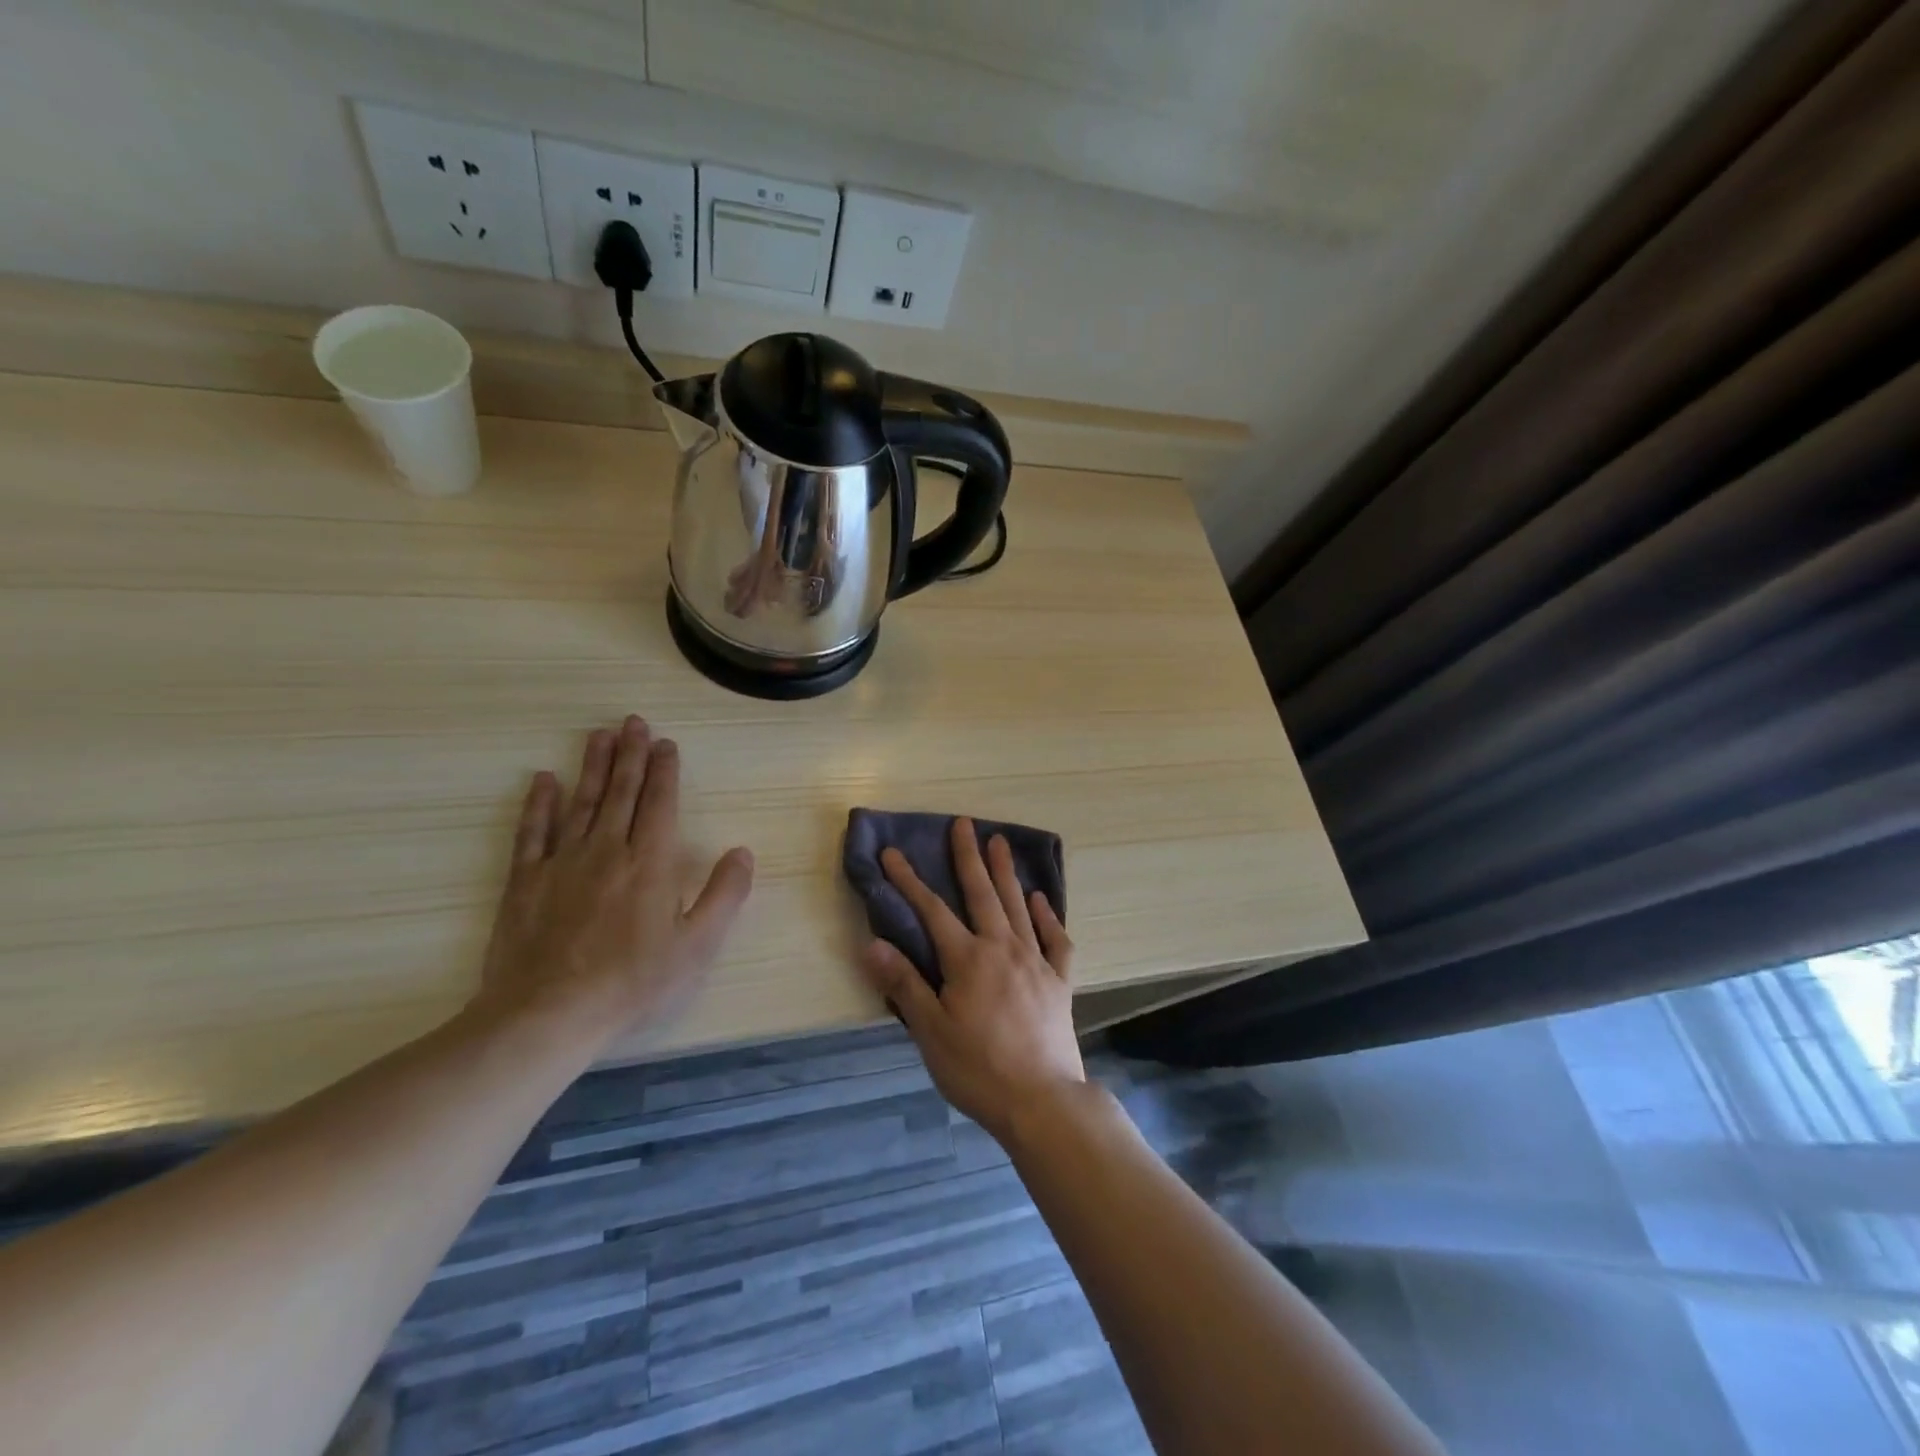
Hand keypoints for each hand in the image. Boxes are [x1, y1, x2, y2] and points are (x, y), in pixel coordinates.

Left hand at [475, 715, 754, 1048]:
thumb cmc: (633, 982)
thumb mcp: (698, 946)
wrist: (549, 1014)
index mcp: (651, 862)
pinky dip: (539, 803)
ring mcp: (562, 862)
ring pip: (582, 801)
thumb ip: (724, 895)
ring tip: (599, 734)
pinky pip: (533, 832)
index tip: (665, 743)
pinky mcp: (526, 881)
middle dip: (630, 754)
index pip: (660, 803)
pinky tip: (544, 780)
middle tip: (632, 722)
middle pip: (621, 792)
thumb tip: (742, 852)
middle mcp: (608, 849)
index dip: (664, 771)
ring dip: (593, 766)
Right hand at [859, 818, 1082, 1140]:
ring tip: (999, 842)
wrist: (1043, 1101)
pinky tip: (1041, 900)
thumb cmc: (978, 1069)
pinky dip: (1048, 916)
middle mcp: (1003, 948)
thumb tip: (871, 942)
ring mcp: (1035, 962)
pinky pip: (1056, 939)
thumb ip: (903, 983)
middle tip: (964, 823)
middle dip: (968, 857)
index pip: (932, 910)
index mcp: (968, 959)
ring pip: (1018, 906)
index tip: (893, 852)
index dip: (909, 880)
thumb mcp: (931, 1032)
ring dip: (1006, 873)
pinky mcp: (1059, 981)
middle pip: (982, 894)